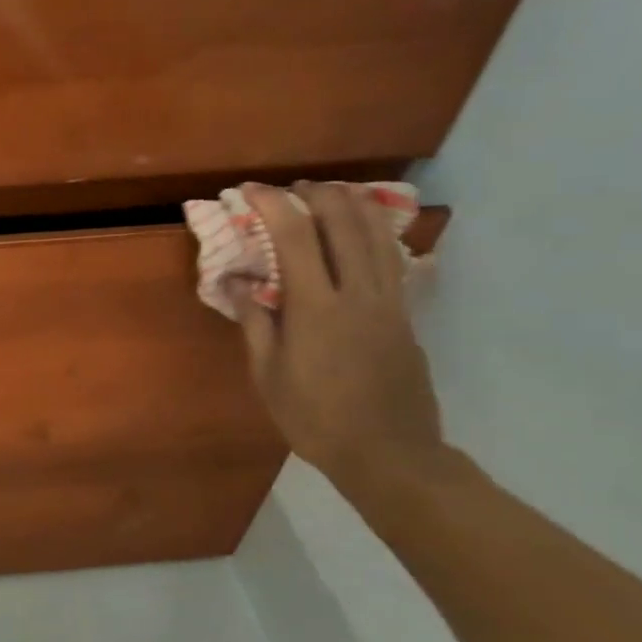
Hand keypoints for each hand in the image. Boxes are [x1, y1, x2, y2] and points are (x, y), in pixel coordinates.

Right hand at [229, 183, 445, 496]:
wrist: (388, 452)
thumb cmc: (314, 417)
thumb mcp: (268, 374)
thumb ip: (254, 321)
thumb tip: (236, 281)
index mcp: (316, 308)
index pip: (296, 237)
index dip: (272, 205)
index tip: (249, 191)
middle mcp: (358, 293)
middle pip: (345, 222)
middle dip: (316, 194)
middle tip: (290, 189)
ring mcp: (389, 302)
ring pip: (378, 233)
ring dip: (352, 204)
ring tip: (328, 194)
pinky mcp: (406, 314)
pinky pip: (393, 258)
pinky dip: (375, 232)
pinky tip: (362, 231)